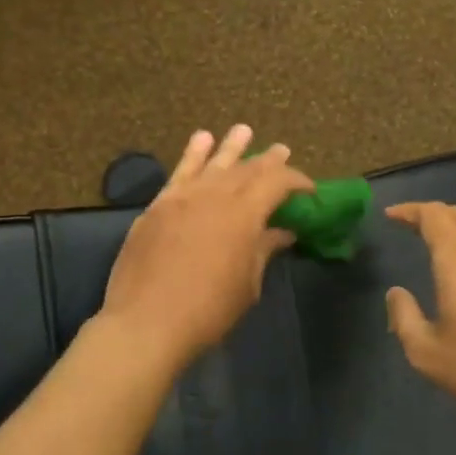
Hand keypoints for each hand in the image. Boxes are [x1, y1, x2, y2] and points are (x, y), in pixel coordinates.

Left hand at [98, 126, 312, 369]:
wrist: (146, 323)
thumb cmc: (207, 311)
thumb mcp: (246, 285)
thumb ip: (263, 251)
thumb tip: (281, 232)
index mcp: (243, 214)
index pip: (276, 183)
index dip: (296, 181)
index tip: (309, 190)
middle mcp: (213, 195)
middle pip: (246, 170)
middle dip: (267, 161)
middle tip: (282, 150)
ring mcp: (181, 198)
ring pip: (212, 163)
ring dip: (230, 147)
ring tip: (243, 130)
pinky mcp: (157, 207)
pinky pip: (178, 173)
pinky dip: (192, 155)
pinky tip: (201, 140)